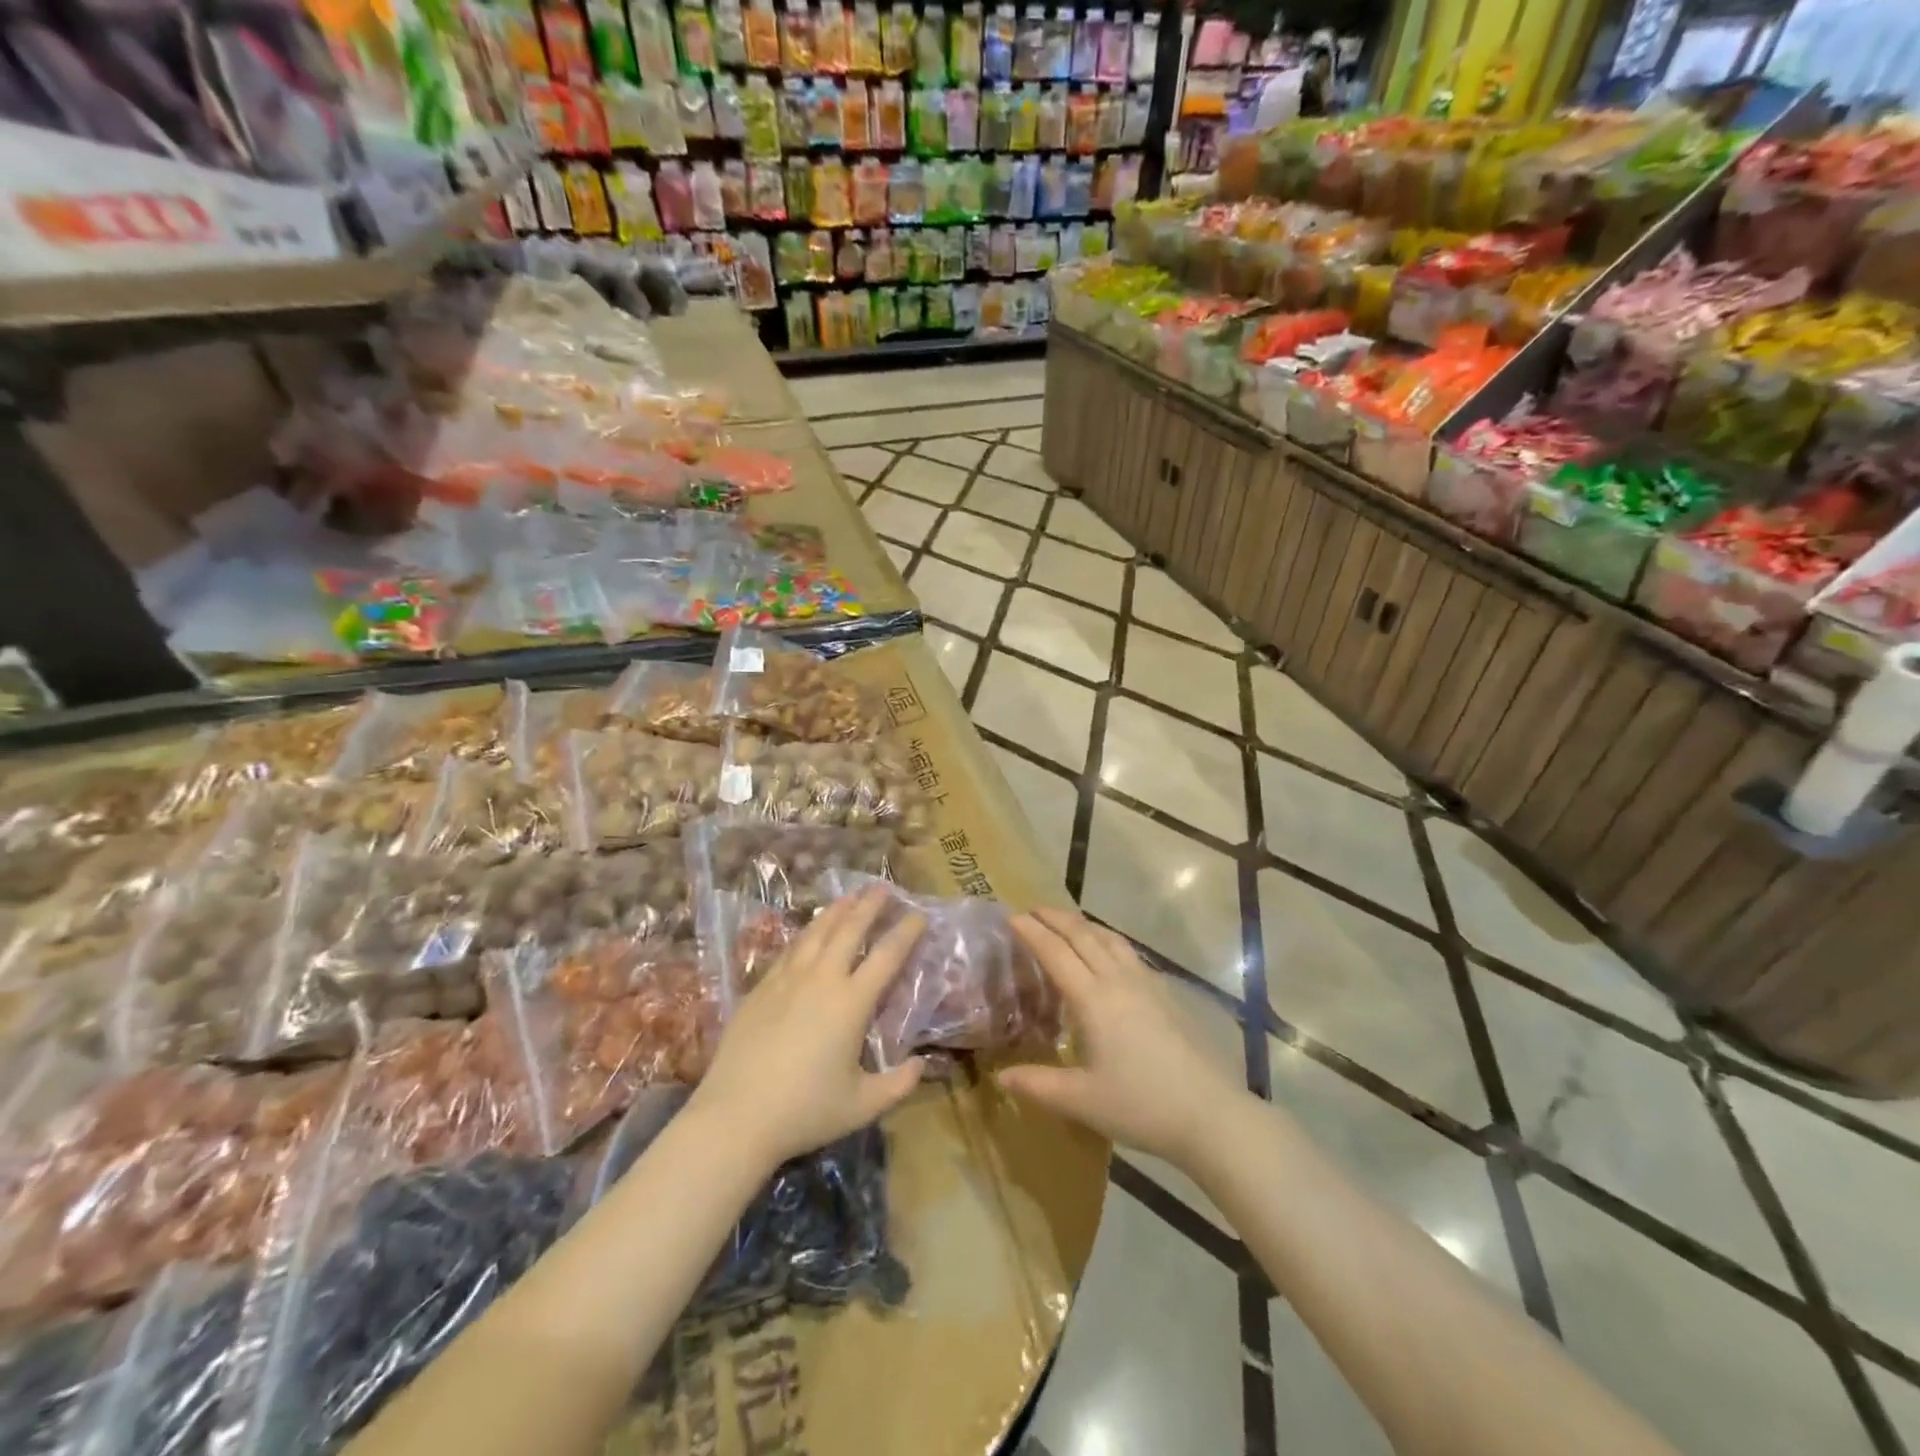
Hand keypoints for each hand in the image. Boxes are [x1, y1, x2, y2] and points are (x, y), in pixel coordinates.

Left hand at [691, 887, 926, 1170]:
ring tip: (850, 896)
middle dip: (870, 905)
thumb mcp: (862, 1105)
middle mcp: (821, 979)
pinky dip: (807, 932)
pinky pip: (790, 949)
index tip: (919, 914)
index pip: (887, 955)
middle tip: (883, 887)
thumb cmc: (804, 1111)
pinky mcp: (761, 988)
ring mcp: (787, 979)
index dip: (906, 932)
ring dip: (837, 910)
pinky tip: (810, 931)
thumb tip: (921, 1064)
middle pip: (849, 929)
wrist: (735, 1116)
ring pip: (816, 931)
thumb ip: (898, 1085)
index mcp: (851, 1003)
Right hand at [997, 908, 1247, 1168]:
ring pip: (1110, 939)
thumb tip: (1001, 1076)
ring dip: (1084, 924)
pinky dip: (1108, 940)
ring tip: (1067, 921)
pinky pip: (1129, 952)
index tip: (1013, 916)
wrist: (1210, 1113)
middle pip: (1083, 936)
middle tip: (1033, 909)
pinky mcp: (1166, 994)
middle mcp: (1118, 980)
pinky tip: (1109, 953)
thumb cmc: (1141, 1106)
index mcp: (1093, 1000)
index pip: (1056, 953)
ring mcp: (1147, 983)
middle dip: (1056, 918)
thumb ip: (1038, 1085)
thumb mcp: (1082, 1101)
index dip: (1033, 933)